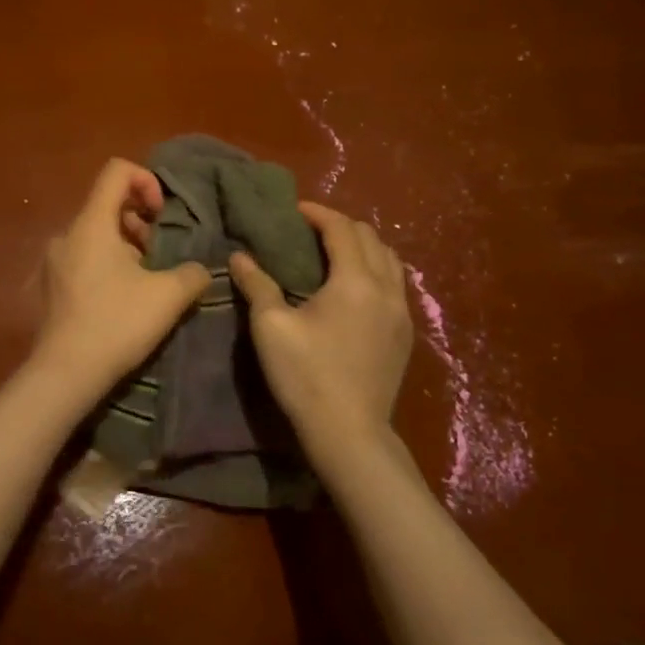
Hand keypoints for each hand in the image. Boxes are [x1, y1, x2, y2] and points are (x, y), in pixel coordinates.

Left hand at [31, 159, 210, 399]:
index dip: (146, 180)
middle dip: (140, 221)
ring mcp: (54, 261)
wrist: (65, 373)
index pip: (116, 171)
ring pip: (96, 235)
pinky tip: (121, 299)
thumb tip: (201, 270)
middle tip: (160, 253)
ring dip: (125, 246)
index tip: (162, 214)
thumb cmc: (117, 323)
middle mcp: (67, 234)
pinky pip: (82, 259)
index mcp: (91, 224)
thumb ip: (192, 274)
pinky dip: (106, 265)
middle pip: (107, 204)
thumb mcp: (167, 297)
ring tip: (146, 280)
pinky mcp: (50, 286)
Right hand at [229, 203, 412, 460]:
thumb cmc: (306, 376)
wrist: (350, 434)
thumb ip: (257, 285)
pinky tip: (355, 288)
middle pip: (371, 238)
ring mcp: (401, 313)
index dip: (318, 213)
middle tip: (310, 229)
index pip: (342, 228)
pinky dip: (376, 270)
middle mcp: (386, 289)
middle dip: (341, 226)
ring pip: (390, 260)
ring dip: (363, 247)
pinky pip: (396, 285)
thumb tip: (239, 256)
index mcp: (355, 281)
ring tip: (334, 253)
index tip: (295, 210)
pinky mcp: (405, 335)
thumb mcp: (271, 327)